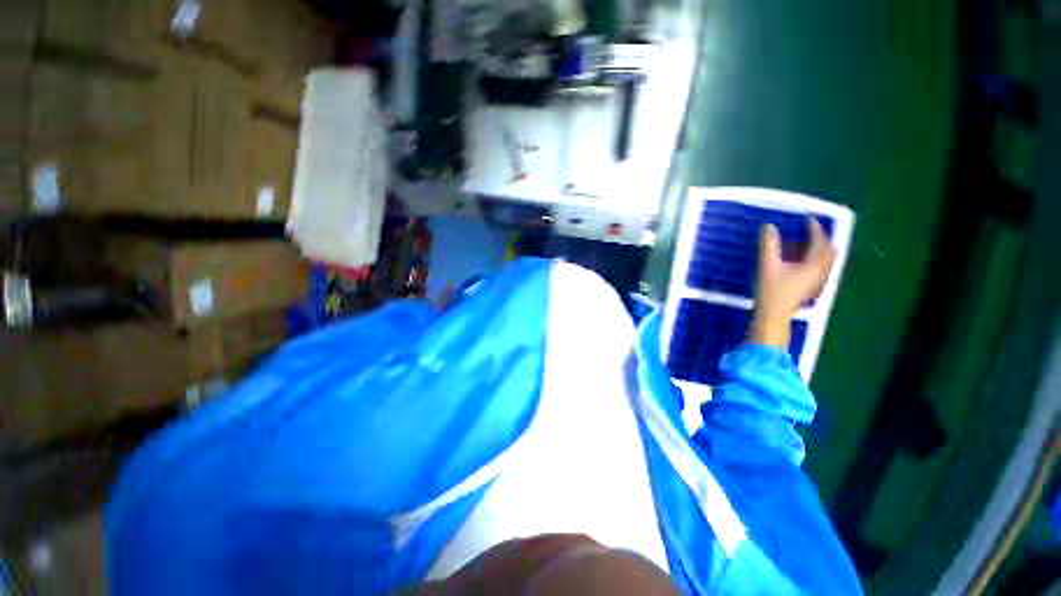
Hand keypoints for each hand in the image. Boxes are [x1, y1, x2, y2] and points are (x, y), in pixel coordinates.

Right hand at [749, 218, 835, 347]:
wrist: (773, 314)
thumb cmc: (772, 290)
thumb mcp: (768, 265)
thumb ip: (769, 245)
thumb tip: (768, 227)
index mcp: (815, 264)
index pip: (820, 242)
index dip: (815, 229)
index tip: (808, 219)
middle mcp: (822, 272)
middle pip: (829, 251)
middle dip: (822, 239)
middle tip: (811, 231)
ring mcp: (819, 281)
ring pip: (827, 261)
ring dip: (820, 250)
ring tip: (808, 244)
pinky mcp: (812, 288)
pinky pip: (822, 269)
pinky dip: (816, 260)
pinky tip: (804, 262)